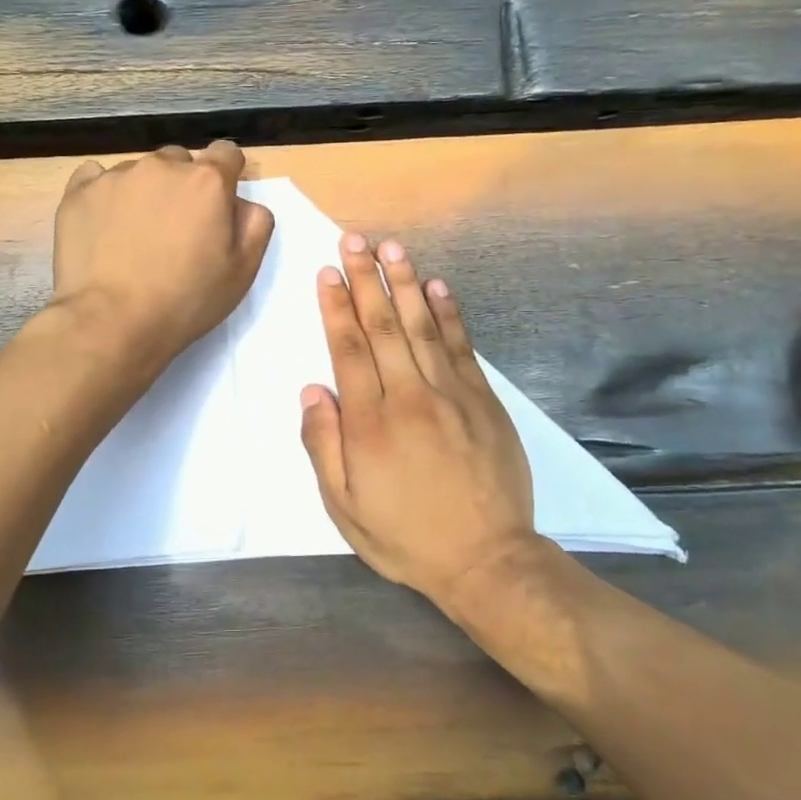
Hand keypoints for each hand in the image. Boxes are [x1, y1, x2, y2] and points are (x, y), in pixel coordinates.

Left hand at [53, 141, 274, 370]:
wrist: (112, 322)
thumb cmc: (186, 300)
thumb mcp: (242, 271)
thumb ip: (254, 224)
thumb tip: (242, 202)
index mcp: (207, 181)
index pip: (226, 153)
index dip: (226, 174)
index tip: (218, 202)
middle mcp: (162, 166)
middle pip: (179, 161)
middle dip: (183, 185)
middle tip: (176, 228)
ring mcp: (116, 176)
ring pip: (138, 171)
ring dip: (144, 192)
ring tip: (135, 235)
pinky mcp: (79, 192)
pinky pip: (95, 178)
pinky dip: (104, 194)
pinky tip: (104, 225)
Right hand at [298, 233, 538, 608]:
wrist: (486, 559)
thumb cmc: (406, 536)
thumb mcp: (345, 508)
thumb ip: (324, 446)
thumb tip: (313, 391)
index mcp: (369, 423)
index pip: (348, 350)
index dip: (336, 307)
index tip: (328, 272)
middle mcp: (408, 396)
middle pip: (382, 326)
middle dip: (365, 280)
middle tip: (355, 240)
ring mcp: (451, 394)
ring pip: (421, 326)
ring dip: (405, 284)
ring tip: (392, 248)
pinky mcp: (483, 400)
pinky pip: (462, 347)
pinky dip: (448, 313)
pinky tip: (437, 287)